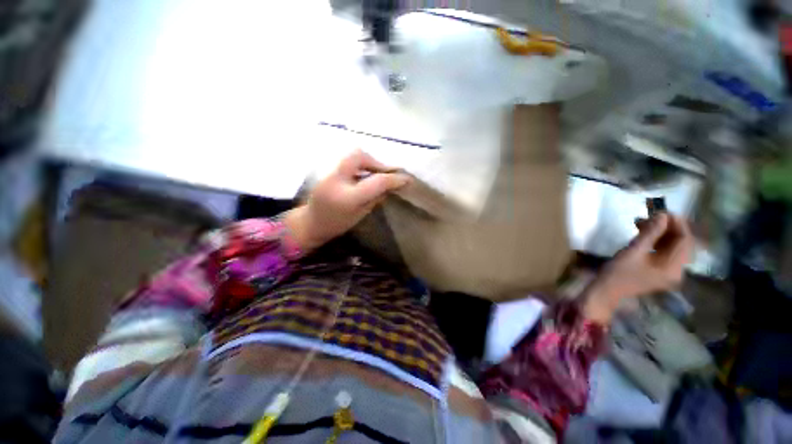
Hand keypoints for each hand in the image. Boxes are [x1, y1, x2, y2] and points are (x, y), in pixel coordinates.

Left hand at [284, 150, 409, 252]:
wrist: (310, 223)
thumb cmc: (336, 225)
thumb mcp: (361, 215)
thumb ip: (376, 198)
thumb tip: (391, 186)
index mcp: (347, 197)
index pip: (376, 181)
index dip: (394, 179)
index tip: (407, 179)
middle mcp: (336, 179)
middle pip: (359, 155)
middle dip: (376, 162)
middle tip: (384, 174)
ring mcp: (329, 172)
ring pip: (352, 154)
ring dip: (368, 162)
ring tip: (375, 174)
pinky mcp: (327, 169)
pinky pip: (348, 160)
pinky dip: (359, 164)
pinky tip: (363, 174)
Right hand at [583, 213, 693, 323]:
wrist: (606, 290)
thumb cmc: (619, 272)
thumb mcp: (634, 251)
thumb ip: (650, 233)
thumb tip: (663, 214)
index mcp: (674, 268)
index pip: (685, 241)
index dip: (677, 224)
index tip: (663, 210)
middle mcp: (677, 270)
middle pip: (680, 243)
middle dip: (667, 227)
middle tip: (651, 215)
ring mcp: (668, 271)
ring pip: (671, 246)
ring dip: (660, 232)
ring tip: (642, 222)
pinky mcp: (659, 270)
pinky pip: (663, 251)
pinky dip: (656, 240)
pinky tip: (643, 233)